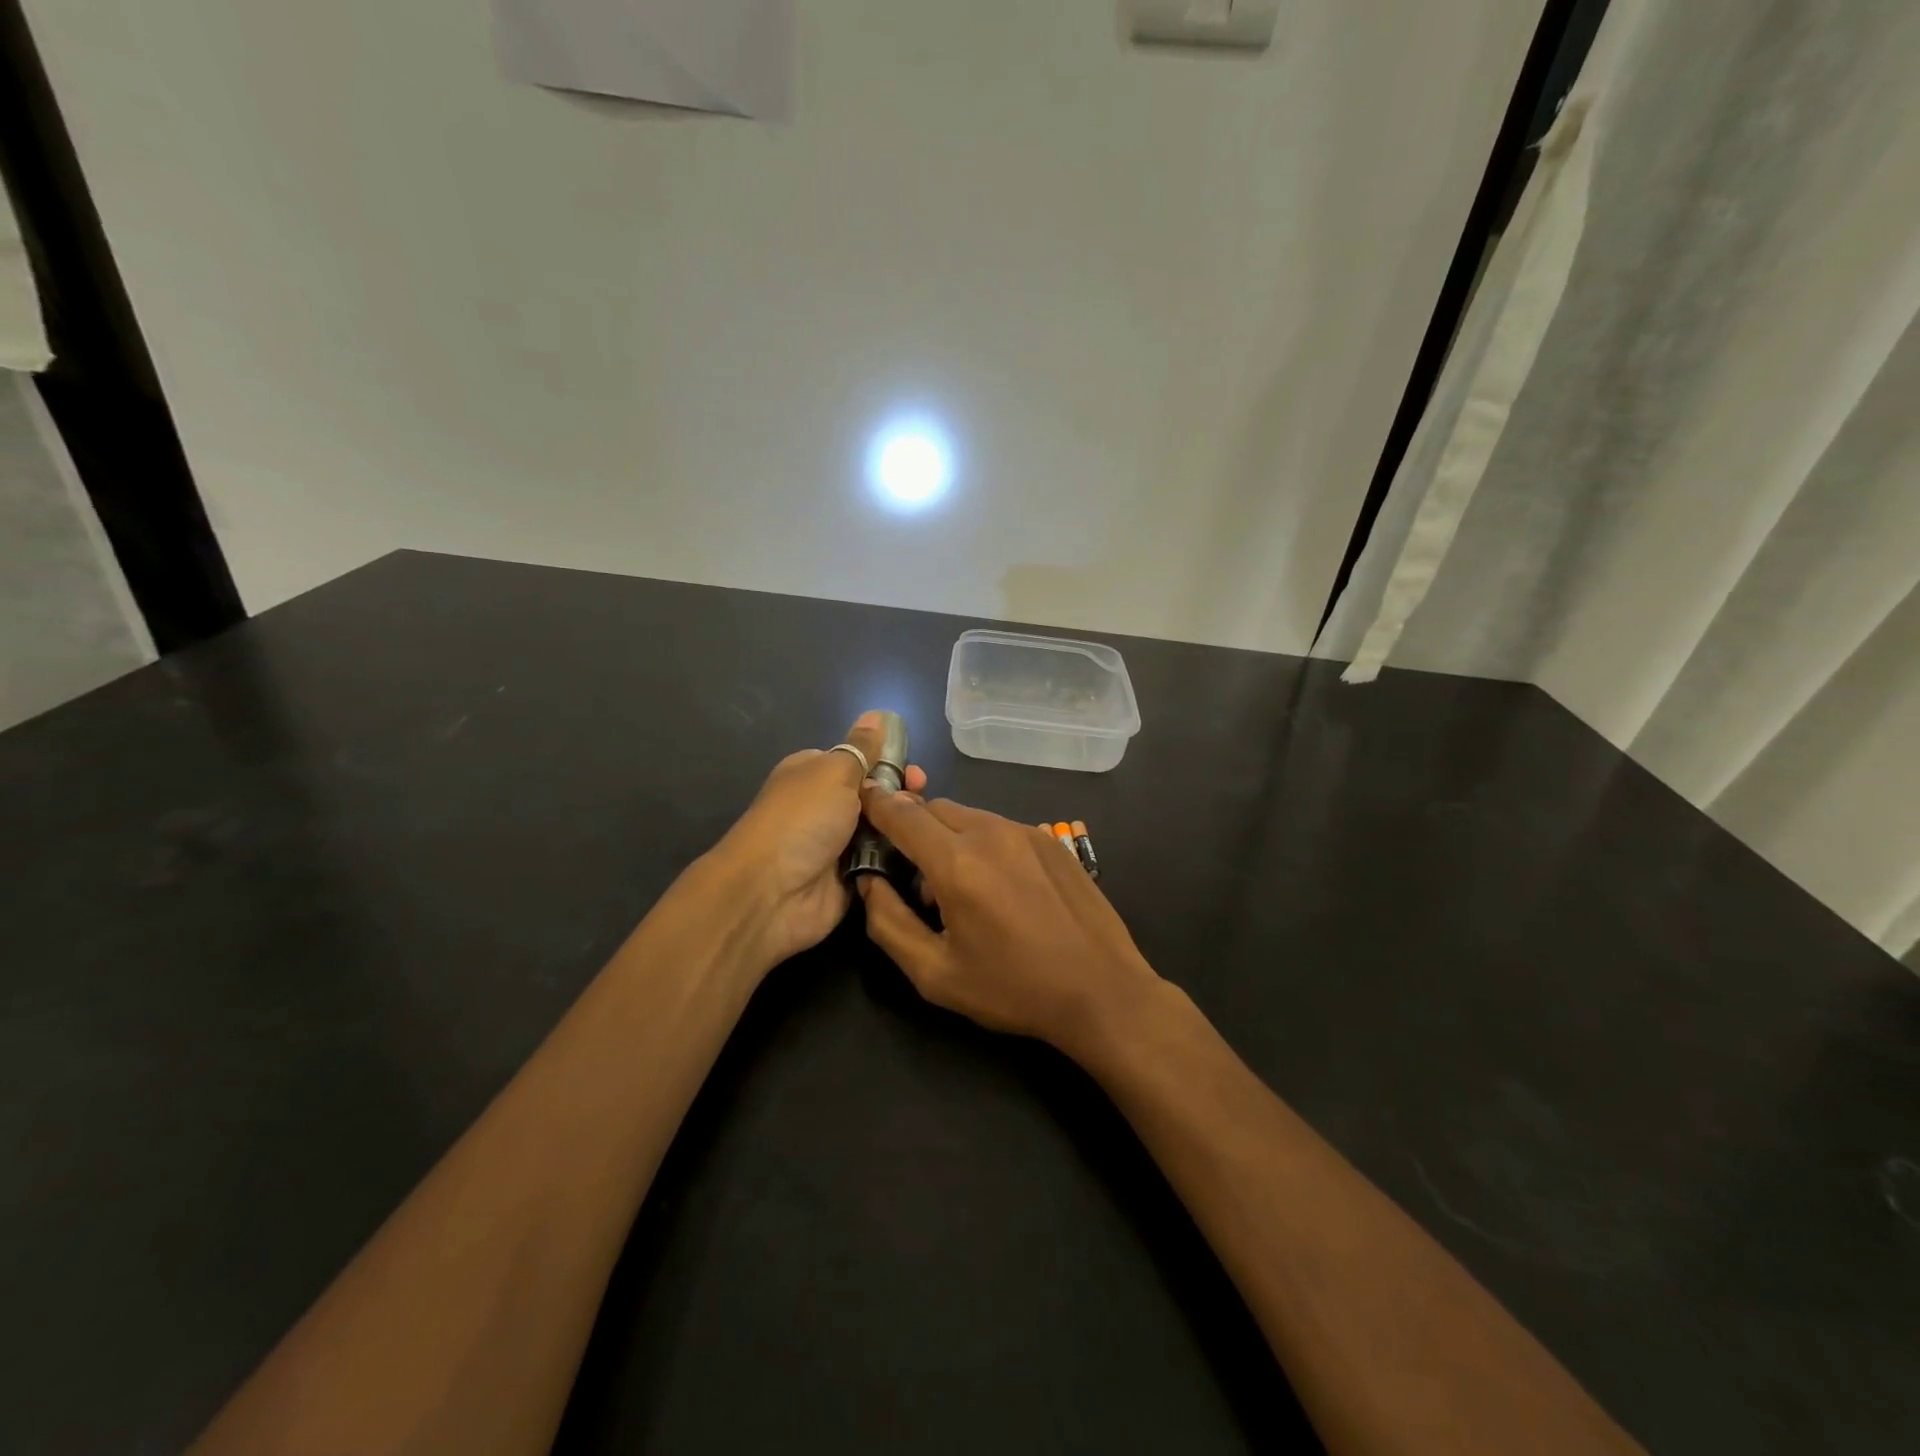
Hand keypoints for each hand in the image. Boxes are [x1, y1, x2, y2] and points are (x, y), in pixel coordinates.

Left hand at [708, 711, 927, 969]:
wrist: (772, 892)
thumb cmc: (802, 819)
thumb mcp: (834, 771)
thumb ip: (861, 747)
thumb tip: (877, 714)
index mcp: (816, 774)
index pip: (861, 761)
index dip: (890, 763)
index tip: (916, 772)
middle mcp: (826, 807)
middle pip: (877, 796)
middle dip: (902, 796)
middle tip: (921, 799)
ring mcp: (839, 845)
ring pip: (885, 830)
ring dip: (904, 828)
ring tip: (922, 828)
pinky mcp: (851, 878)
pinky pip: (884, 863)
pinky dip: (899, 859)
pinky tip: (923, 855)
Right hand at [855, 791, 1163, 1058]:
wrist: (1101, 991)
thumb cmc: (1012, 989)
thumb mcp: (935, 973)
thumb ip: (888, 922)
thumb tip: (868, 881)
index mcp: (957, 864)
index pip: (902, 815)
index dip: (876, 805)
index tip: (860, 800)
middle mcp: (991, 833)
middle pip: (934, 809)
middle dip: (914, 829)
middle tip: (916, 878)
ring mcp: (1027, 832)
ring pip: (968, 817)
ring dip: (949, 838)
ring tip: (963, 889)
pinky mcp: (1051, 840)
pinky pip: (1000, 828)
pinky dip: (983, 844)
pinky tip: (1001, 889)